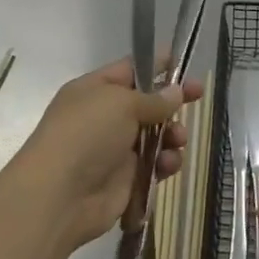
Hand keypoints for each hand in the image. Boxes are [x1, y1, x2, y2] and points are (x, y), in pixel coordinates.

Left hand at [16, 58, 204, 253]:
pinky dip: (165, 162)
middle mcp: (104, 117)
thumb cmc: (86, 135)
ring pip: (155, 134)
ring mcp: (115, 149)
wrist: (59, 196)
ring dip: (172, 134)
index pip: (130, 69)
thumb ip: (153, 98)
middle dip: (172, 101)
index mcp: (94, 90)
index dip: (157, 64)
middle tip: (198, 96)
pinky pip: (154, 164)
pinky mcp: (126, 179)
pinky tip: (167, 164)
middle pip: (146, 103)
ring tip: (177, 139)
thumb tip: (175, 91)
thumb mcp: (121, 103)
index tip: (184, 62)